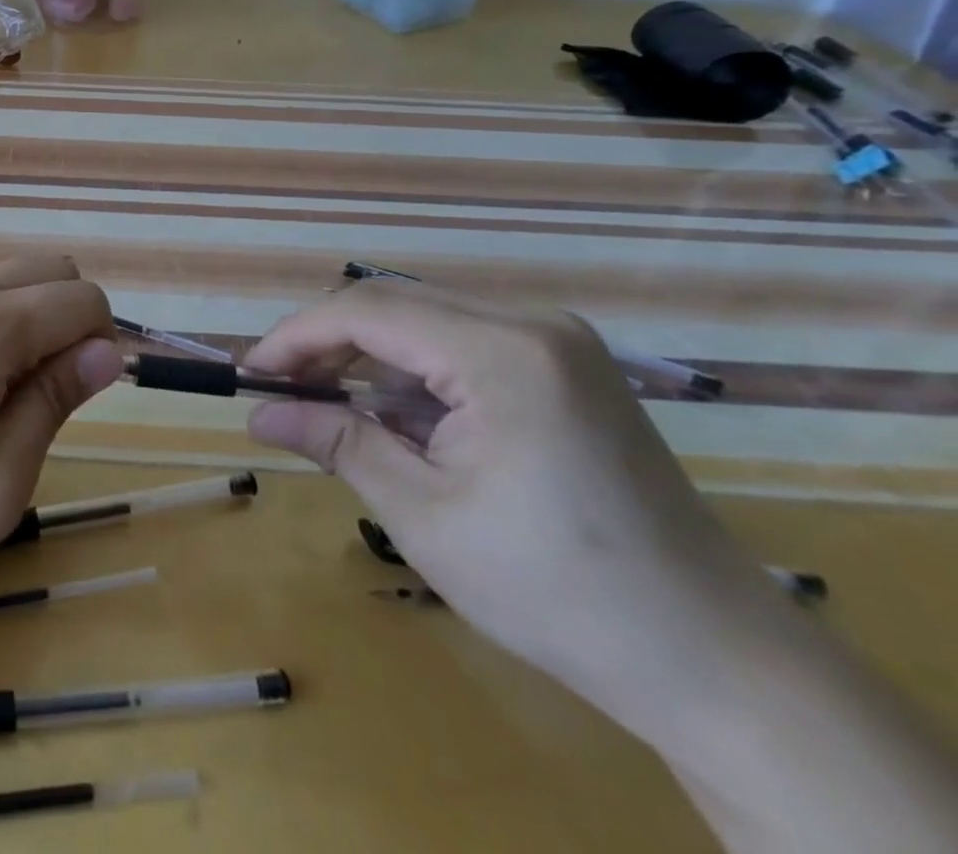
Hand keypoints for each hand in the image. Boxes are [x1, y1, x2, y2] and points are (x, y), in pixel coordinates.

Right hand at [244, 280, 788, 733]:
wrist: (713, 658)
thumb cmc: (557, 591)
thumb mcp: (424, 515)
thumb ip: (337, 443)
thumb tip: (257, 413)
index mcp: (503, 353)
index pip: (367, 311)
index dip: (297, 337)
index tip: (251, 375)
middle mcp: (532, 324)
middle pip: (394, 304)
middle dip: (327, 344)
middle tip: (281, 392)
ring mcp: (556, 341)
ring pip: (424, 320)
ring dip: (367, 358)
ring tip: (326, 407)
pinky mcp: (564, 366)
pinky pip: (461, 343)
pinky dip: (412, 373)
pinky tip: (394, 418)